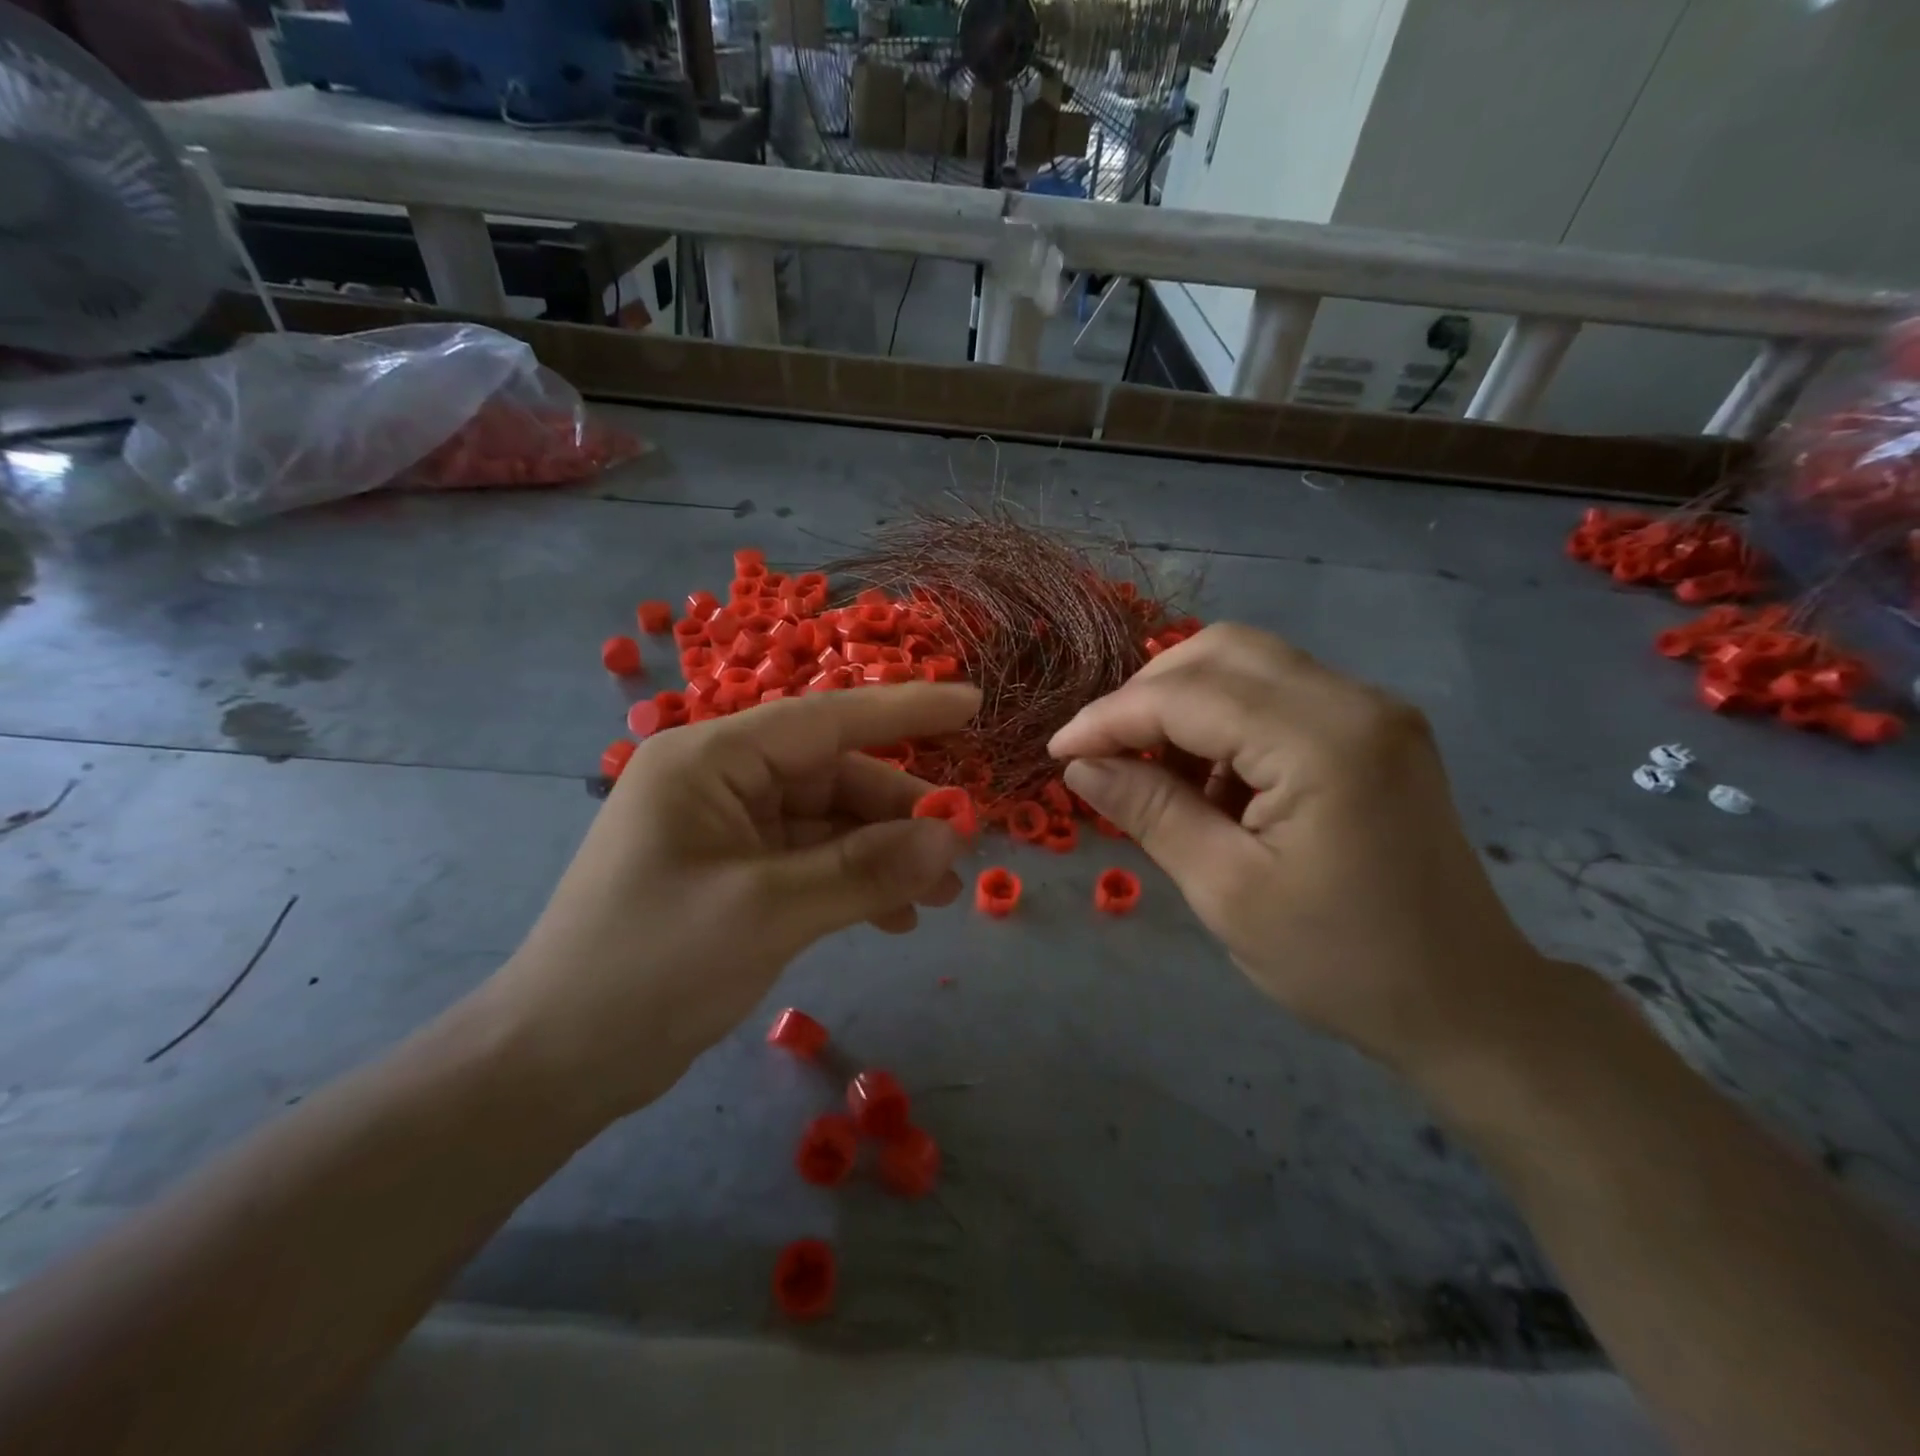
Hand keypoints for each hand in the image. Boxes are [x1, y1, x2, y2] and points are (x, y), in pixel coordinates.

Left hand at [485, 684, 980, 1119]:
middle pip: (833, 777)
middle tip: (960, 851)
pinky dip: (854, 882)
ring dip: (884, 854)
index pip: (826, 719)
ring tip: (939, 895)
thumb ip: (865, 869)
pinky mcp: (735, 875)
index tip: (971, 703)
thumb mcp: (767, 912)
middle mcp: (720, 782)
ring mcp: (727, 830)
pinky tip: (894, 917)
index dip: (905, 710)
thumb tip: (954, 836)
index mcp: (710, 760)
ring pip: (829, 823)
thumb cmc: (649, 967)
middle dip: (899, 813)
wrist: (555, 1064)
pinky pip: (812, 862)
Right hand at [1049, 624, 1547, 1078]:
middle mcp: (1355, 701)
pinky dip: (1225, 720)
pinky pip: (1278, 694)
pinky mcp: (1374, 729)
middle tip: (1105, 753)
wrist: (1466, 1003)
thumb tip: (1081, 765)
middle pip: (1221, 652)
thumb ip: (1150, 811)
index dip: (1111, 716)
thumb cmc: (1341, 962)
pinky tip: (1211, 779)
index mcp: (1323, 742)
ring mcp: (1372, 710)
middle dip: (1147, 694)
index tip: (1060, 751)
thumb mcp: (1226, 891)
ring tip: (1155, 772)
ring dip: (1185, 704)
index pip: (1189, 695)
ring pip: (1248, 664)